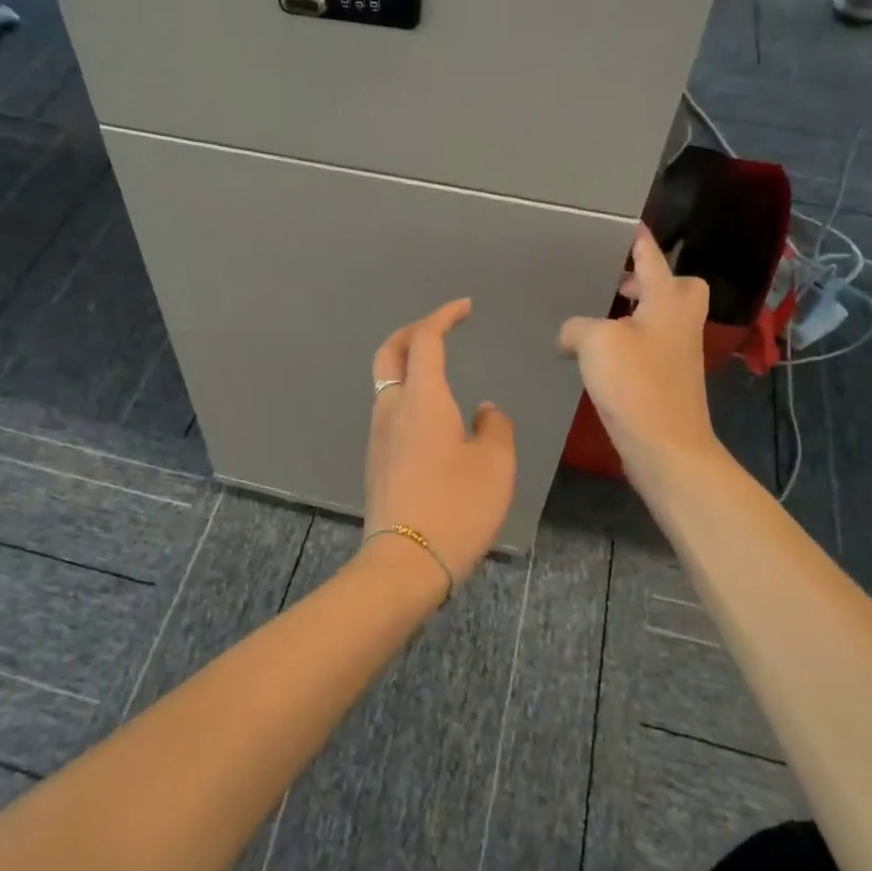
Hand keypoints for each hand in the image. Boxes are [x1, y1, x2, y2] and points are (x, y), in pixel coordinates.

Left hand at [365, 298, 516, 583]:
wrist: (405, 562)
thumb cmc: (457, 507)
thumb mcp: (495, 464)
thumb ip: (494, 427)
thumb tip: (482, 411)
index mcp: (422, 399)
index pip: (426, 340)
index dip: (443, 316)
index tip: (464, 308)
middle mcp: (392, 409)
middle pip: (390, 352)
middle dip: (412, 332)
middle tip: (439, 328)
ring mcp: (378, 436)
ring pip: (386, 383)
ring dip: (408, 365)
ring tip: (440, 372)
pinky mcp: (376, 461)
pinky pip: (389, 412)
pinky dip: (408, 396)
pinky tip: (433, 419)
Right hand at [559, 226, 723, 486]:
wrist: (667, 447)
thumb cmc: (636, 384)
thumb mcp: (596, 342)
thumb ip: (577, 327)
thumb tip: (571, 334)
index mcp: (668, 302)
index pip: (653, 257)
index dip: (639, 239)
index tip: (627, 224)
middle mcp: (680, 322)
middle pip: (675, 287)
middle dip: (649, 280)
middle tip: (616, 282)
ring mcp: (678, 354)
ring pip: (662, 318)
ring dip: (636, 313)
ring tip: (598, 318)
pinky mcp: (669, 382)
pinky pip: (650, 347)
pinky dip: (629, 343)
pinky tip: (599, 357)